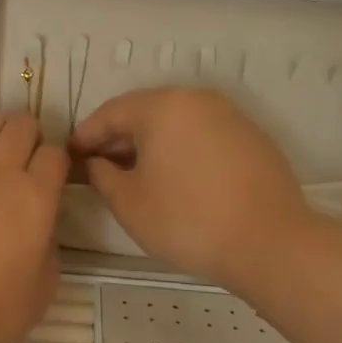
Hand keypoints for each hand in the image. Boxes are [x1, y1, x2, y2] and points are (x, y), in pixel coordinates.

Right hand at [69, 87, 321, 294]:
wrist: (270, 243)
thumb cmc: (187, 220)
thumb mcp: (128, 203)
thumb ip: (102, 175)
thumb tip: (97, 162)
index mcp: (162, 107)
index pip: (111, 112)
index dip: (86, 134)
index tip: (71, 155)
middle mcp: (196, 99)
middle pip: (145, 111)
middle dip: (119, 137)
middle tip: (99, 165)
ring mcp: (229, 116)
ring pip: (176, 122)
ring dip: (151, 143)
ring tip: (135, 173)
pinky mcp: (252, 138)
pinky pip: (203, 134)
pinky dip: (181, 149)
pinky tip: (176, 178)